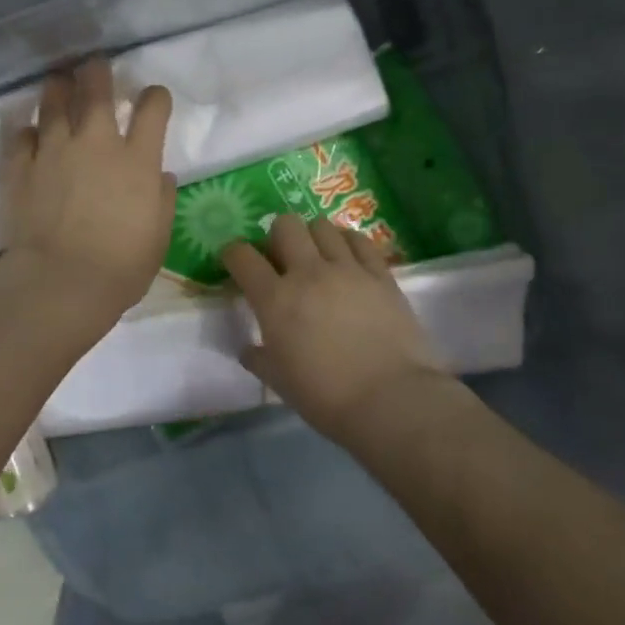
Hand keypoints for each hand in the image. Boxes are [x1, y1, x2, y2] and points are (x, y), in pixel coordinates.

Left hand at [0, 59, 176, 329]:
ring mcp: (55, 151)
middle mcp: (96, 144)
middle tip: (95, 66)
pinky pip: (22, 136)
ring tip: (59, 81)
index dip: (155, 97)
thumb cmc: (120, 267)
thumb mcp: (158, 238)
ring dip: (59, 88)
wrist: (60, 282)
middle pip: (97, 90)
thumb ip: (162, 201)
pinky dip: (27, 131)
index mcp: (137, 160)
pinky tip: (29, 133)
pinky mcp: (22, 167)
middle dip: (98, 72)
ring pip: (54, 103)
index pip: (152, 109)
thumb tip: (160, 176)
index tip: (153, 98)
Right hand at [223, 214, 447, 442]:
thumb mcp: (278, 381)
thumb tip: (249, 349)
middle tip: (282, 259)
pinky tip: (348, 258)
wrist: (390, 400)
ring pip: (322, 226)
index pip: (242, 256)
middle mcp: (308, 273)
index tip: (235, 262)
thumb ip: (258, 358)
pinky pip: (359, 240)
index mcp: (274, 299)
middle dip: (277, 236)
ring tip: (318, 257)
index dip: (233, 253)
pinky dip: (348, 242)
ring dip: (313, 236)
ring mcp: (347, 269)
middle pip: (285, 225)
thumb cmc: (325, 396)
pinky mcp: (381, 274)